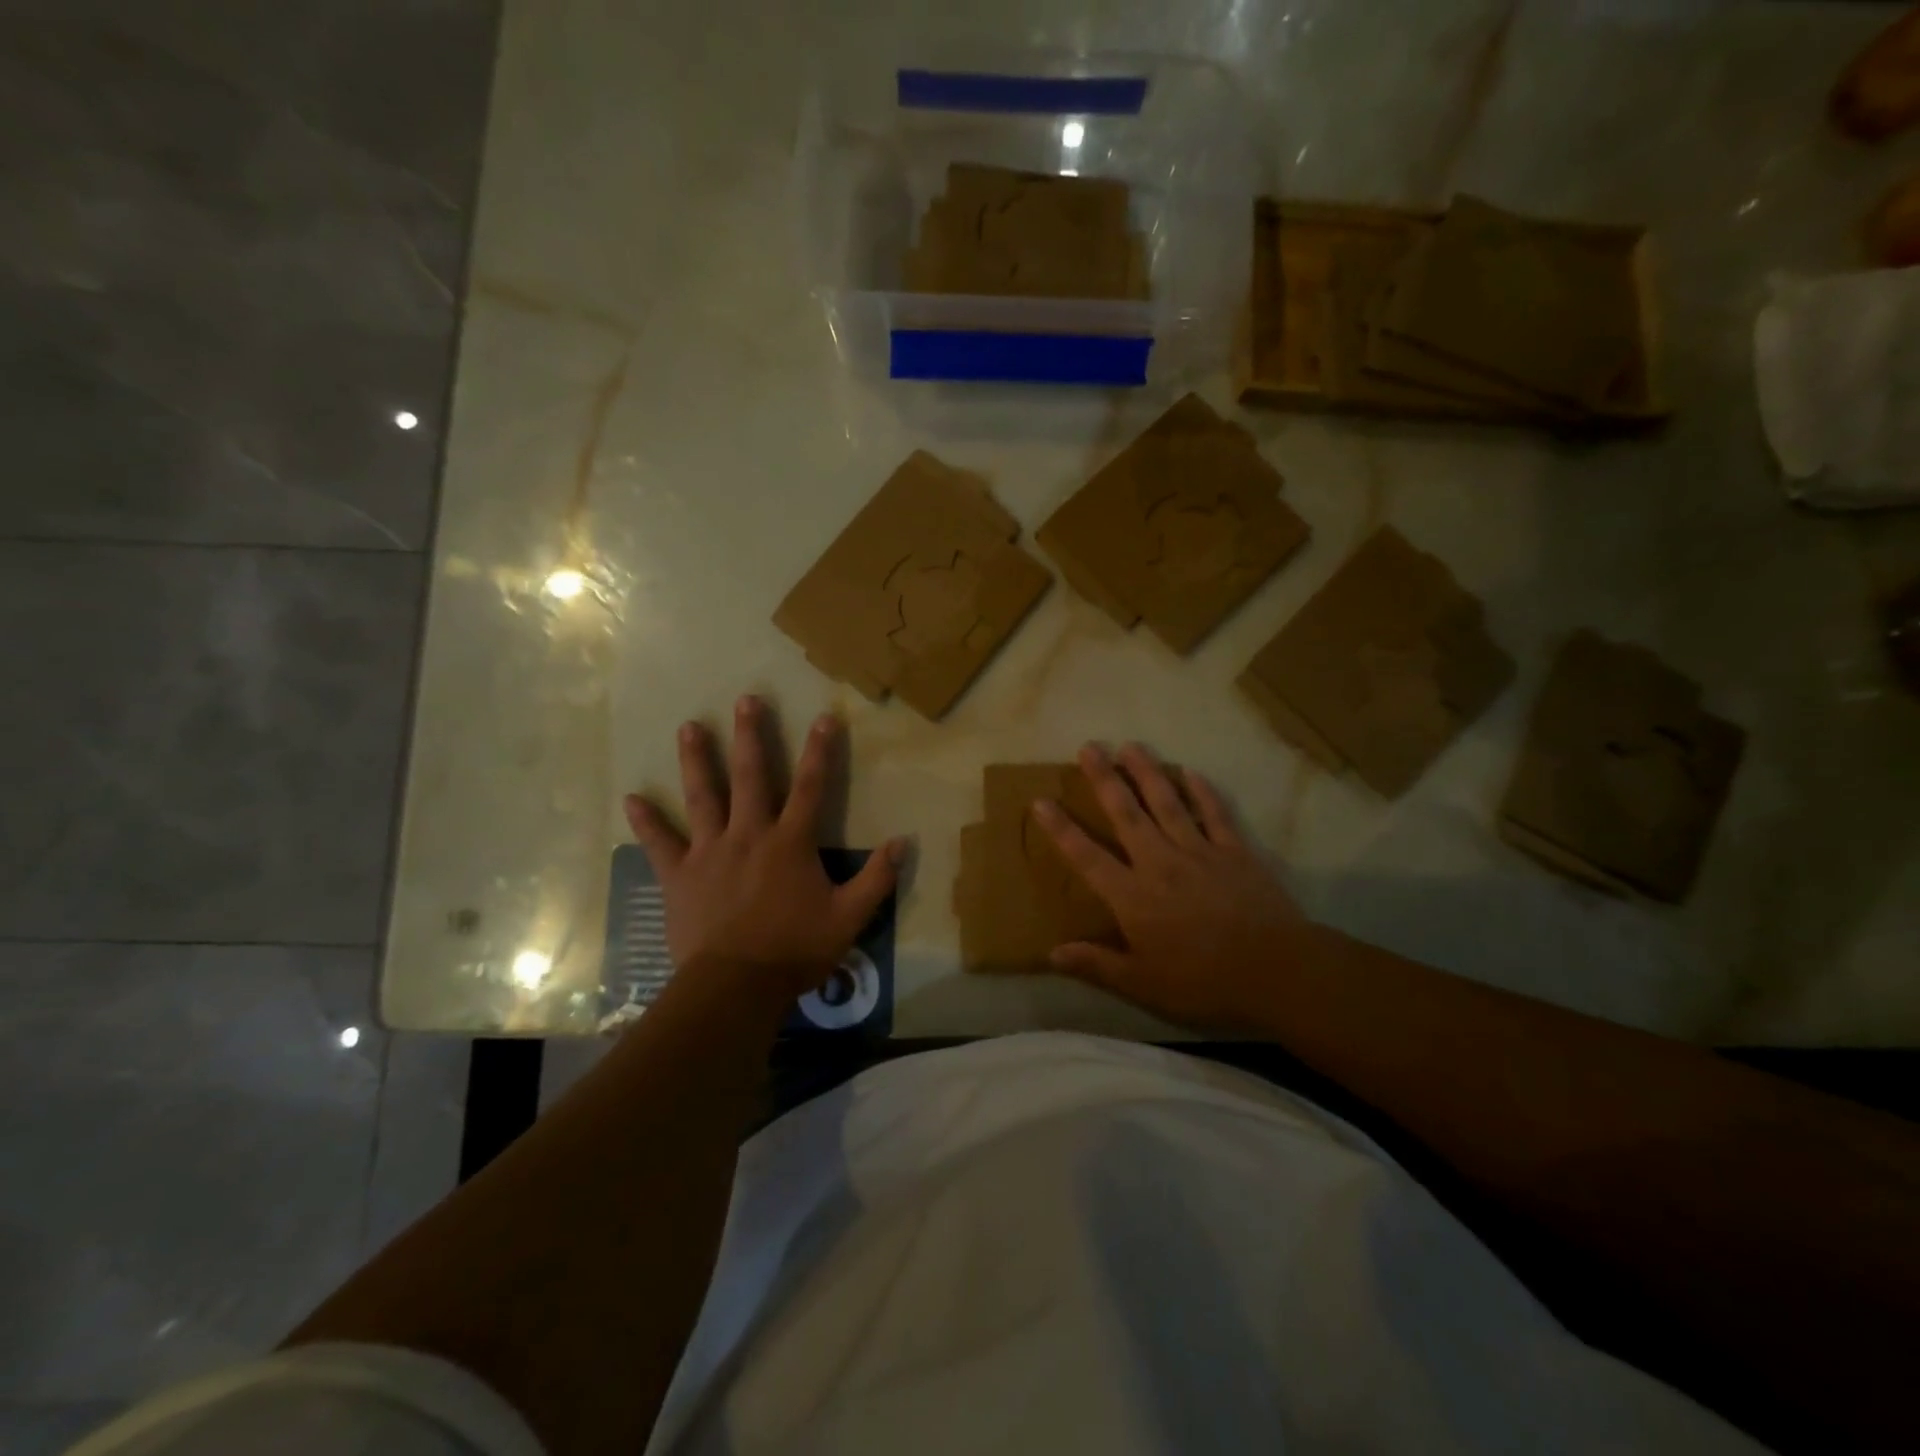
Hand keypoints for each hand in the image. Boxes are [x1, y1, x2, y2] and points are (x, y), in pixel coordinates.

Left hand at [624, 696, 904, 1004]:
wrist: (735, 986)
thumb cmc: (795, 950)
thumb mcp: (849, 917)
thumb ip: (877, 879)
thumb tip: (903, 842)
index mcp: (790, 842)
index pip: (812, 786)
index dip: (821, 751)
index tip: (824, 717)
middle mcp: (749, 834)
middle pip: (751, 776)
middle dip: (751, 735)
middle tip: (746, 699)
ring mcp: (710, 851)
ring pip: (703, 796)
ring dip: (697, 760)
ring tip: (688, 727)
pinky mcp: (680, 875)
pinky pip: (660, 843)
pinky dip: (647, 821)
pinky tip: (631, 799)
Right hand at [1033, 743, 1314, 1033]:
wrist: (1275, 972)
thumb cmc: (1202, 982)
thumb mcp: (1142, 984)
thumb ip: (1097, 964)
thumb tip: (1051, 953)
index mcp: (1132, 896)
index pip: (1087, 856)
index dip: (1061, 829)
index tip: (1040, 801)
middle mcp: (1159, 862)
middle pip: (1125, 814)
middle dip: (1104, 779)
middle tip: (1088, 747)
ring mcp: (1199, 851)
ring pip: (1166, 802)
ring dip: (1146, 772)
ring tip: (1130, 745)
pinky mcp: (1235, 851)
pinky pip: (1214, 813)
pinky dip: (1201, 791)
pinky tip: (1190, 772)